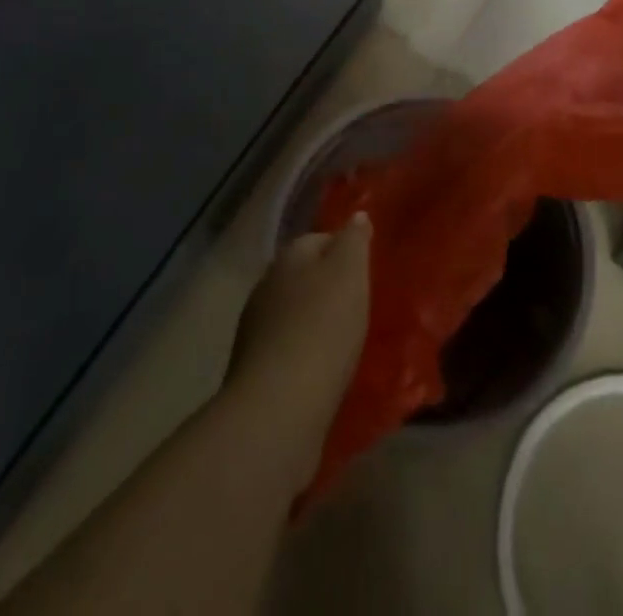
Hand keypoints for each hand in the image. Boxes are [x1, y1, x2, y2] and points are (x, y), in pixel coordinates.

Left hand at [225, 216, 371, 481]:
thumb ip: (354, 240)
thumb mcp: (350, 272)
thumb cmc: (322, 327)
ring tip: (346, 339)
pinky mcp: (255, 371)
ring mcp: (256, 330)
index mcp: (289, 256)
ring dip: (315, 321)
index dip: (344, 249)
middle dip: (328, 286)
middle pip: (304, 275)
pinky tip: (325, 368)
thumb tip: (357, 216)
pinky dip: (305, 353)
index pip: (320, 238)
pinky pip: (288, 349)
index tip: (367, 267)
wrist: (279, 408)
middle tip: (359, 303)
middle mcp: (267, 285)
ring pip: (294, 313)